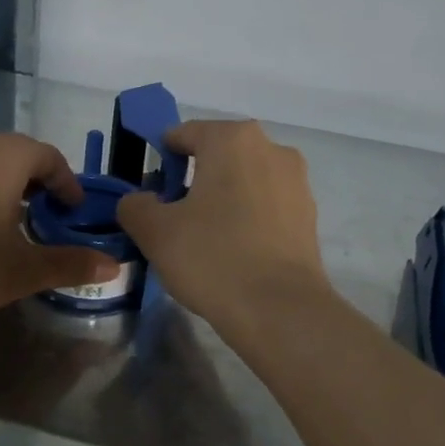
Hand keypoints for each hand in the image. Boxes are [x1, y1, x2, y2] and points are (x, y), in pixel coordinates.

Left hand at [0, 134, 118, 320]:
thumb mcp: (23, 268)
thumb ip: (70, 263)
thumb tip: (114, 265)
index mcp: (6, 156)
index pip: (49, 158)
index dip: (67, 184)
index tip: (75, 211)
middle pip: (18, 155)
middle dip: (39, 184)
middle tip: (50, 218)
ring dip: (8, 187)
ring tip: (16, 223)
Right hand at [117, 120, 330, 332]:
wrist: (280, 310)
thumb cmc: (213, 258)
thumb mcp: (155, 232)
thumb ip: (135, 206)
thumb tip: (139, 201)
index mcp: (232, 139)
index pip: (183, 135)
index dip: (160, 161)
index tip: (151, 196)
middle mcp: (270, 148)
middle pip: (217, 156)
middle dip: (192, 180)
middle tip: (173, 219)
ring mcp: (296, 182)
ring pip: (244, 181)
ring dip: (222, 199)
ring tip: (204, 240)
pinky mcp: (309, 215)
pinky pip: (266, 206)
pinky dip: (247, 219)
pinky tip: (234, 252)